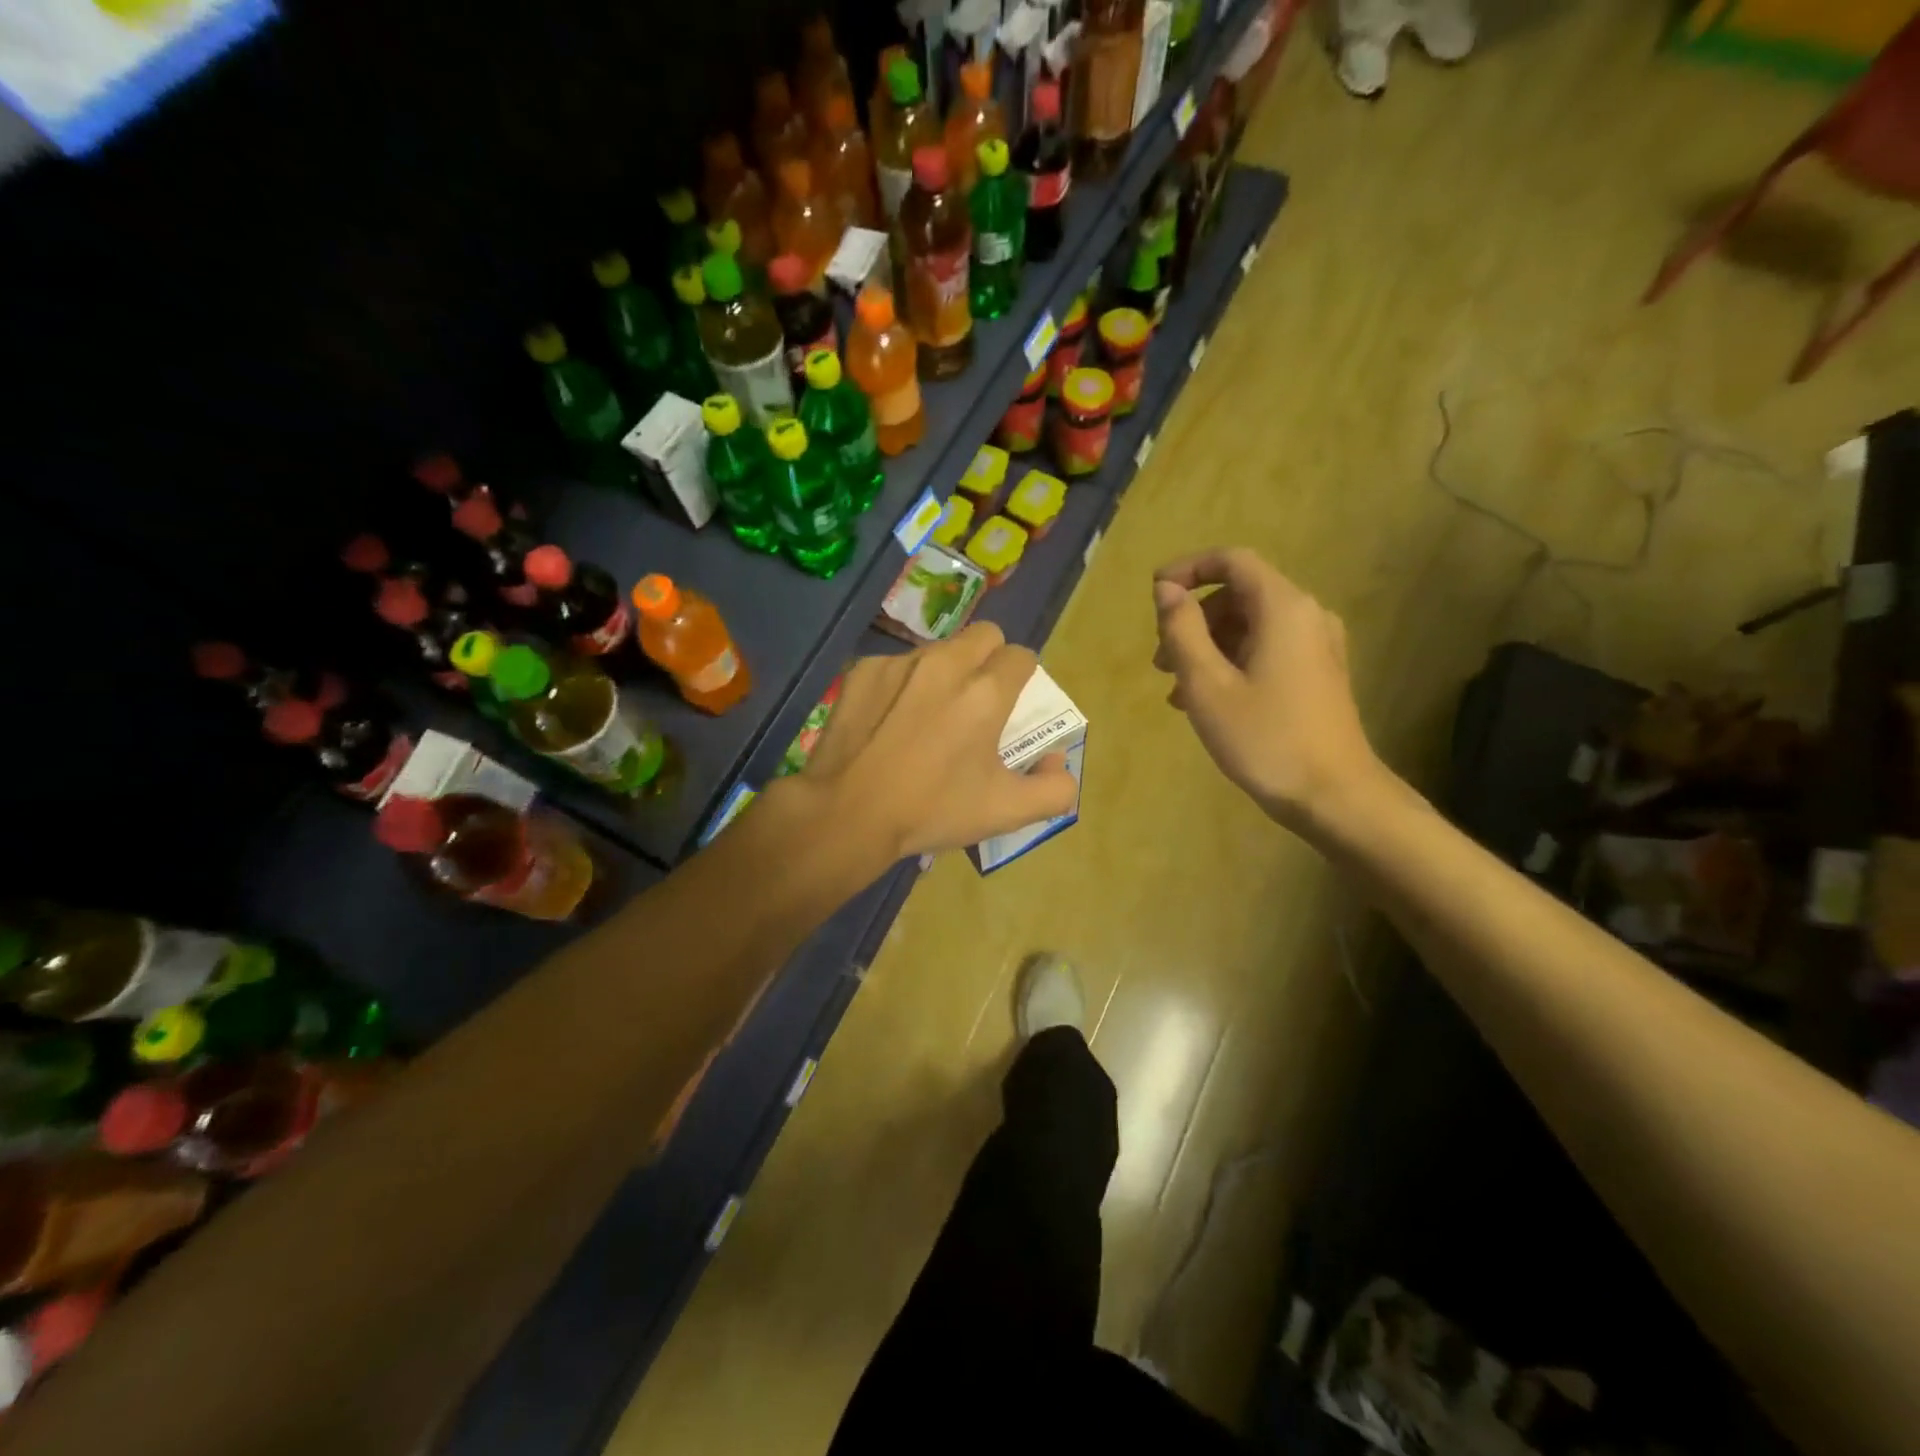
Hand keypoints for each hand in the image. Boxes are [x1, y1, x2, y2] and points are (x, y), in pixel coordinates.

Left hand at [798, 622, 1078, 859]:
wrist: (847, 813)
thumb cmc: (931, 811)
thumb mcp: (1006, 812)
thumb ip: (1054, 789)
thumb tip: (1057, 762)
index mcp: (986, 692)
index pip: (1022, 656)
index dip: (1022, 679)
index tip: (1010, 707)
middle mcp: (945, 664)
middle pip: (985, 635)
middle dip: (990, 659)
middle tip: (977, 700)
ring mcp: (900, 663)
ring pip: (939, 649)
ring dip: (945, 672)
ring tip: (928, 715)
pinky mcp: (863, 670)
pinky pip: (896, 665)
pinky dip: (902, 686)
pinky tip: (888, 722)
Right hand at [1152, 548, 1386, 830]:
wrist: (1334, 795)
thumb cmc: (1265, 738)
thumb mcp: (1207, 684)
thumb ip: (1182, 630)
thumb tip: (1166, 589)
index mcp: (1283, 608)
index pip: (1232, 561)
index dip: (1188, 570)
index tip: (1154, 594)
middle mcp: (1306, 615)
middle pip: (1238, 594)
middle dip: (1193, 619)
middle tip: (1161, 661)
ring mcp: (1317, 645)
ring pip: (1250, 625)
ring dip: (1208, 646)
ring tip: (1176, 689)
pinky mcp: (1318, 673)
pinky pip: (1266, 649)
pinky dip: (1231, 662)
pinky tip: (1207, 701)